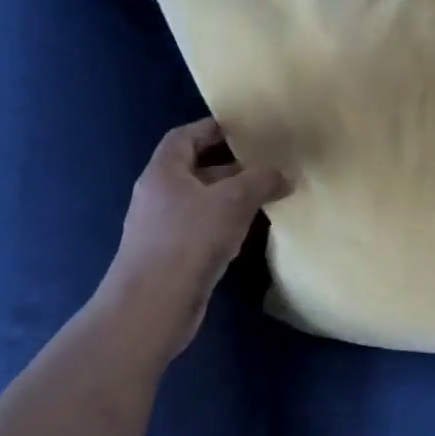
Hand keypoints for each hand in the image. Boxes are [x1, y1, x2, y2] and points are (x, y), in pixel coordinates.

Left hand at [95, 118, 285, 353]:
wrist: (151, 307)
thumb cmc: (189, 241)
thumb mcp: (233, 201)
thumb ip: (261, 181)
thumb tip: (283, 175)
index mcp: (163, 172)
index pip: (185, 136)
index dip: (212, 128)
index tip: (244, 129)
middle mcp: (158, 195)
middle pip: (196, 169)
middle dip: (231, 166)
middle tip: (266, 164)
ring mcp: (162, 228)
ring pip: (202, 202)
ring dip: (231, 198)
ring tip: (266, 196)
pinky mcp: (171, 256)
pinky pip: (202, 229)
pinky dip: (224, 225)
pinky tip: (247, 234)